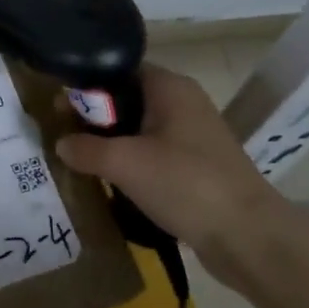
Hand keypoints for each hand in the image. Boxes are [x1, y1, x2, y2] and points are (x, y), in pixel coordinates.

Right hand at [54, 65, 283, 281]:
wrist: (249, 237)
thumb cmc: (185, 183)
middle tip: (64, 135)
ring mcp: (193, 136)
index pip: (119, 70)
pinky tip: (112, 181)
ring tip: (81, 160)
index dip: (86, 85)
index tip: (59, 107)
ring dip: (111, 142)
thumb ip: (85, 149)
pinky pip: (154, 153)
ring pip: (139, 128)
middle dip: (94, 117)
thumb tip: (61, 144)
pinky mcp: (197, 166)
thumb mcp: (124, 163)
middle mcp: (183, 103)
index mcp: (170, 87)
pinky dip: (131, 162)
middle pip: (127, 99)